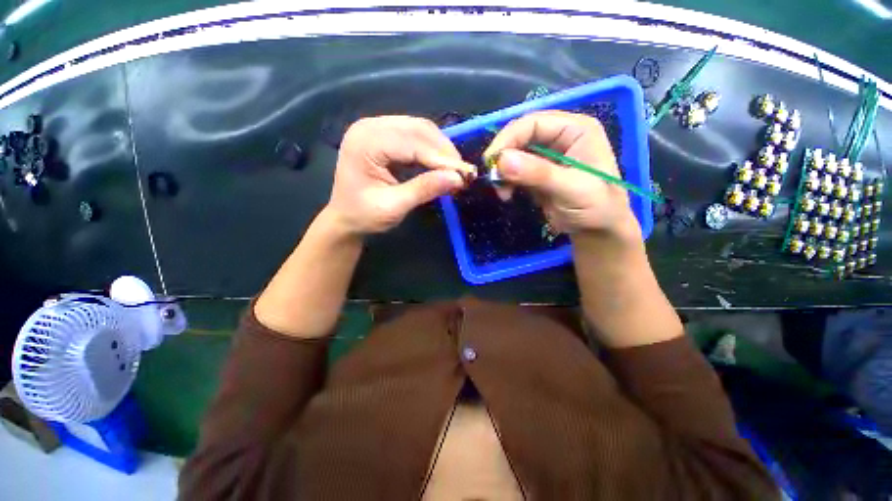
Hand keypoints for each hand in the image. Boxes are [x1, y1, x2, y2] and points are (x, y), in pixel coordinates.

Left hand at [326, 116, 474, 234]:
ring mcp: (376, 129)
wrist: (345, 219)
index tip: (465, 174)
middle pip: (418, 129)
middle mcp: (370, 127)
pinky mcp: (383, 136)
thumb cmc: (364, 216)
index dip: (442, 159)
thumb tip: (457, 179)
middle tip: (463, 172)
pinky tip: (441, 164)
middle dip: (444, 151)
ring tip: (455, 169)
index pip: (413, 143)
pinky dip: (431, 150)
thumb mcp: (394, 206)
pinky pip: (414, 136)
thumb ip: (424, 189)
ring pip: (419, 130)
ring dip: (440, 149)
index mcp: (366, 142)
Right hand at [484, 110, 639, 240]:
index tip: (492, 161)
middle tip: (493, 178)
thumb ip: (538, 173)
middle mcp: (560, 137)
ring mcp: (547, 156)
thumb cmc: (596, 207)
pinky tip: (507, 195)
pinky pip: (514, 170)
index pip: (533, 122)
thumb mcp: (570, 189)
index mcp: (575, 130)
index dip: (508, 138)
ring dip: (503, 172)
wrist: (598, 232)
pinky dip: (506, 181)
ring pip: (514, 154)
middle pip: (520, 136)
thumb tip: (502, 160)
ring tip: (503, 192)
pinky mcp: (537, 173)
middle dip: (503, 157)